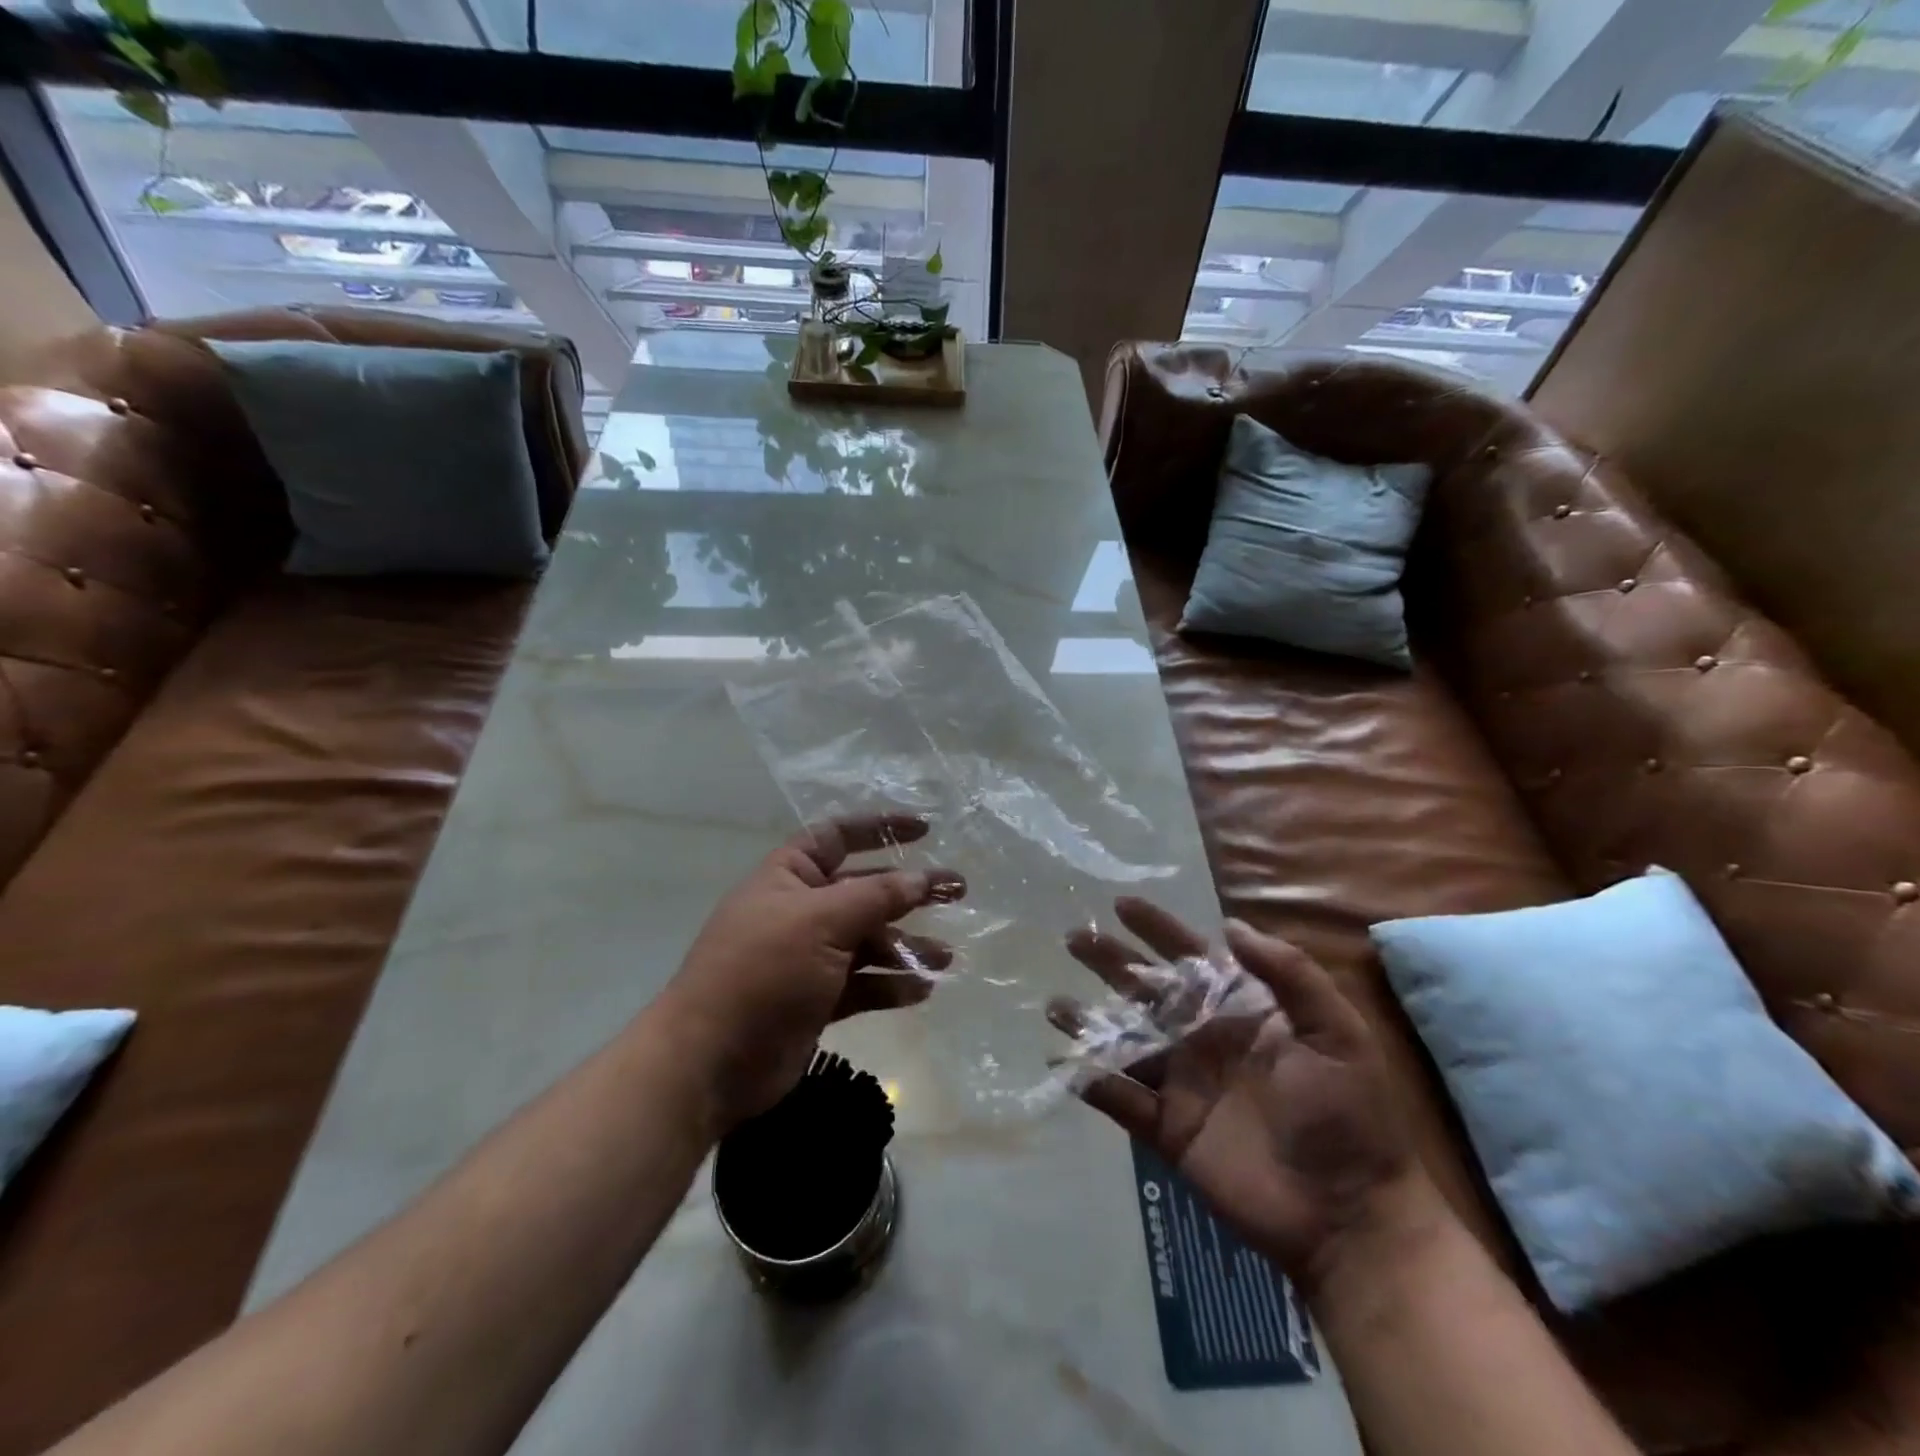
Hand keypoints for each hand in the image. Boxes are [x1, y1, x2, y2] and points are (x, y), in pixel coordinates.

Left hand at [655, 814, 963, 1131]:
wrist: (709, 1061)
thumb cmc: (763, 971)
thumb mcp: (822, 921)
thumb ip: (877, 896)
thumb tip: (922, 877)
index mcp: (789, 876)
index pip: (838, 836)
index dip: (880, 828)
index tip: (925, 830)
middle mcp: (800, 911)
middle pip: (864, 890)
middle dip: (908, 892)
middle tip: (956, 893)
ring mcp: (808, 958)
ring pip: (868, 942)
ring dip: (906, 947)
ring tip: (946, 958)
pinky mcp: (816, 1000)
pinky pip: (863, 984)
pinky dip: (890, 985)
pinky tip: (922, 990)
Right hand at [1049, 899, 1435, 1287]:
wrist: (1352, 1218)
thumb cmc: (1348, 1116)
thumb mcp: (1336, 1033)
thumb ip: (1289, 973)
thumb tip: (1229, 925)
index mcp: (1241, 1011)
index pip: (1191, 958)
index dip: (1158, 929)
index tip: (1122, 903)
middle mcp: (1204, 1039)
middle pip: (1148, 992)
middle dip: (1111, 963)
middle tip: (1074, 938)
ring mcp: (1183, 1084)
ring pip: (1126, 1042)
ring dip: (1089, 1022)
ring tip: (1054, 1003)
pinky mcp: (1169, 1130)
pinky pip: (1122, 1100)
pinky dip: (1092, 1082)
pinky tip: (1060, 1063)